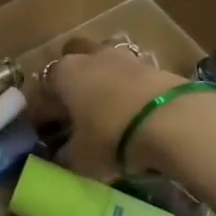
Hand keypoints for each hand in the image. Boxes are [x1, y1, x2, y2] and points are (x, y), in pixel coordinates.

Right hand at [43, 38, 184, 178]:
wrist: (174, 122)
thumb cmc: (113, 137)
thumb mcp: (81, 158)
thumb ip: (65, 157)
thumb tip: (58, 158)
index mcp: (63, 74)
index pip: (41, 90)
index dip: (40, 112)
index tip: (43, 132)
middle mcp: (90, 57)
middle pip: (72, 61)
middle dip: (71, 80)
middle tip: (74, 110)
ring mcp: (124, 57)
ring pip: (104, 62)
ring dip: (102, 79)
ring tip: (106, 107)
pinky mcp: (155, 65)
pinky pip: (132, 75)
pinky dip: (129, 89)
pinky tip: (133, 111)